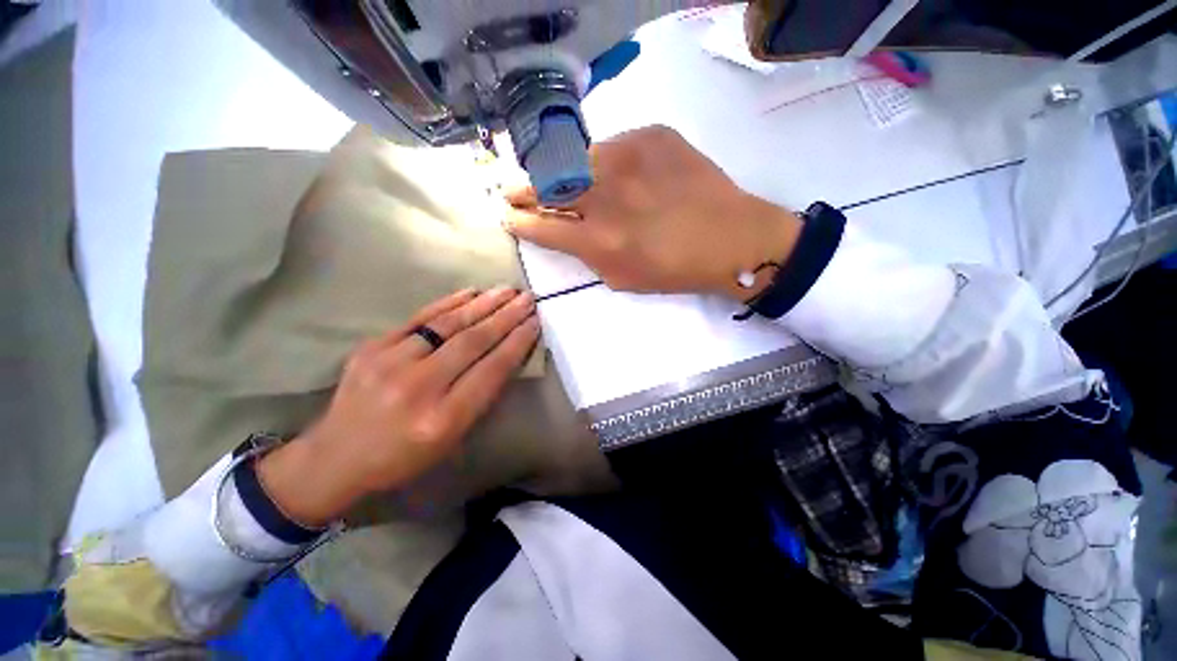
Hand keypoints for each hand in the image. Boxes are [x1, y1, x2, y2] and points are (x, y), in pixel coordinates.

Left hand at [257, 288, 539, 526]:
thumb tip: (505, 353)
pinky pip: (419, 318)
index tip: (535, 323)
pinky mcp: (371, 347)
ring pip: (448, 325)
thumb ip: (481, 395)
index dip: (517, 343)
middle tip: (527, 299)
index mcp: (443, 419)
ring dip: (483, 304)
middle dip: (506, 317)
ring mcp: (390, 363)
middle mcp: (419, 387)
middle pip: (473, 342)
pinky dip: (449, 303)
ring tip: (507, 291)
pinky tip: (471, 292)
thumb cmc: (405, 455)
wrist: (336, 456)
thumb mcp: (452, 438)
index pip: (491, 371)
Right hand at [505, 125, 801, 300]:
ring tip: (556, 179)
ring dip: (559, 172)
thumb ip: (588, 256)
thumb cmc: (676, 270)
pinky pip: (613, 146)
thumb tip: (569, 234)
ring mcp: (628, 158)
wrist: (731, 238)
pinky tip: (614, 173)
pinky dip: (604, 161)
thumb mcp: (623, 278)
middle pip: (548, 187)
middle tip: (511, 190)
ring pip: (575, 159)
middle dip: (523, 190)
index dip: (520, 222)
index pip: (543, 228)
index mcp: (599, 239)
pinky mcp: (651, 136)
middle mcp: (605, 196)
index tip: (509, 217)